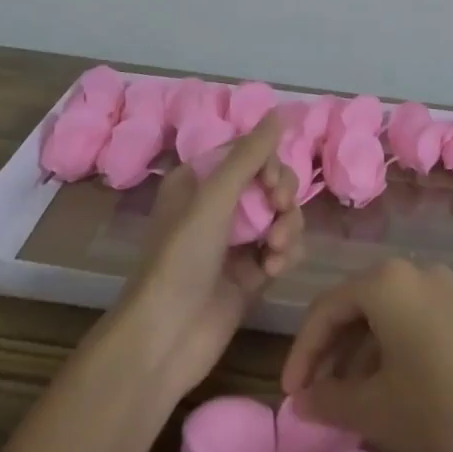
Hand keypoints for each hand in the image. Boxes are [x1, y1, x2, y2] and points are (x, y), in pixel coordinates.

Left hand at [115, 112, 304, 396]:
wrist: (165, 340)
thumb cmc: (181, 258)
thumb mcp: (214, 198)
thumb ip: (251, 154)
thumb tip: (281, 111)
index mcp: (199, 180)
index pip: (248, 153)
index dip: (269, 163)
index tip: (273, 185)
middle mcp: (217, 206)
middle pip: (270, 182)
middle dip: (282, 195)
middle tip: (280, 211)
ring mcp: (235, 241)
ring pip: (280, 215)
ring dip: (287, 227)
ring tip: (277, 250)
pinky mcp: (250, 274)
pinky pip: (283, 248)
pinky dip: (286, 254)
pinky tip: (276, 270)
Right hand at [280, 258, 452, 451]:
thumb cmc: (436, 414)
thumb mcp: (373, 410)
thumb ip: (327, 399)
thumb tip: (300, 402)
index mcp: (387, 282)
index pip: (327, 308)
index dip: (303, 351)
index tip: (291, 393)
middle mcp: (417, 270)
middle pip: (359, 302)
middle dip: (332, 348)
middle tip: (316, 391)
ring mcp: (450, 286)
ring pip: (390, 309)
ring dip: (364, 347)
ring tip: (352, 393)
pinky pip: (420, 316)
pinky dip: (397, 342)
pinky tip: (395, 380)